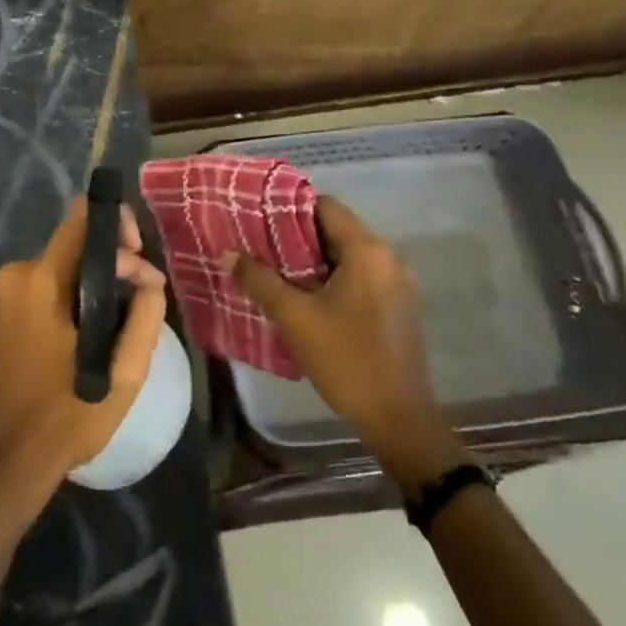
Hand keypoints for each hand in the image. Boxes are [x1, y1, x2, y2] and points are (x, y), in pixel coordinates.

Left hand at [0, 200, 167, 493]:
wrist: (6, 462)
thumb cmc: (68, 417)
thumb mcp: (123, 373)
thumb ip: (143, 316)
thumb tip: (149, 281)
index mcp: (38, 282)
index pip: (80, 220)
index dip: (117, 225)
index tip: (140, 259)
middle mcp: (11, 276)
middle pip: (70, 246)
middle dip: (109, 262)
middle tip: (140, 296)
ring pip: (56, 269)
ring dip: (88, 284)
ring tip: (117, 318)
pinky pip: (38, 289)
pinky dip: (65, 298)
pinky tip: (84, 330)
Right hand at [222, 196, 465, 494]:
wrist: (398, 419)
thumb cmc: (346, 359)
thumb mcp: (294, 318)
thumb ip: (259, 280)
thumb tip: (227, 254)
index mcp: (368, 251)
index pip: (325, 206)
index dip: (289, 207)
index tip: (259, 218)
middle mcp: (388, 258)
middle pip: (336, 229)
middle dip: (296, 235)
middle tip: (259, 244)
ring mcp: (397, 283)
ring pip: (347, 255)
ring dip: (313, 259)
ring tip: (275, 269)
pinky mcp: (397, 306)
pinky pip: (359, 276)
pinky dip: (332, 277)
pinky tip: (305, 296)